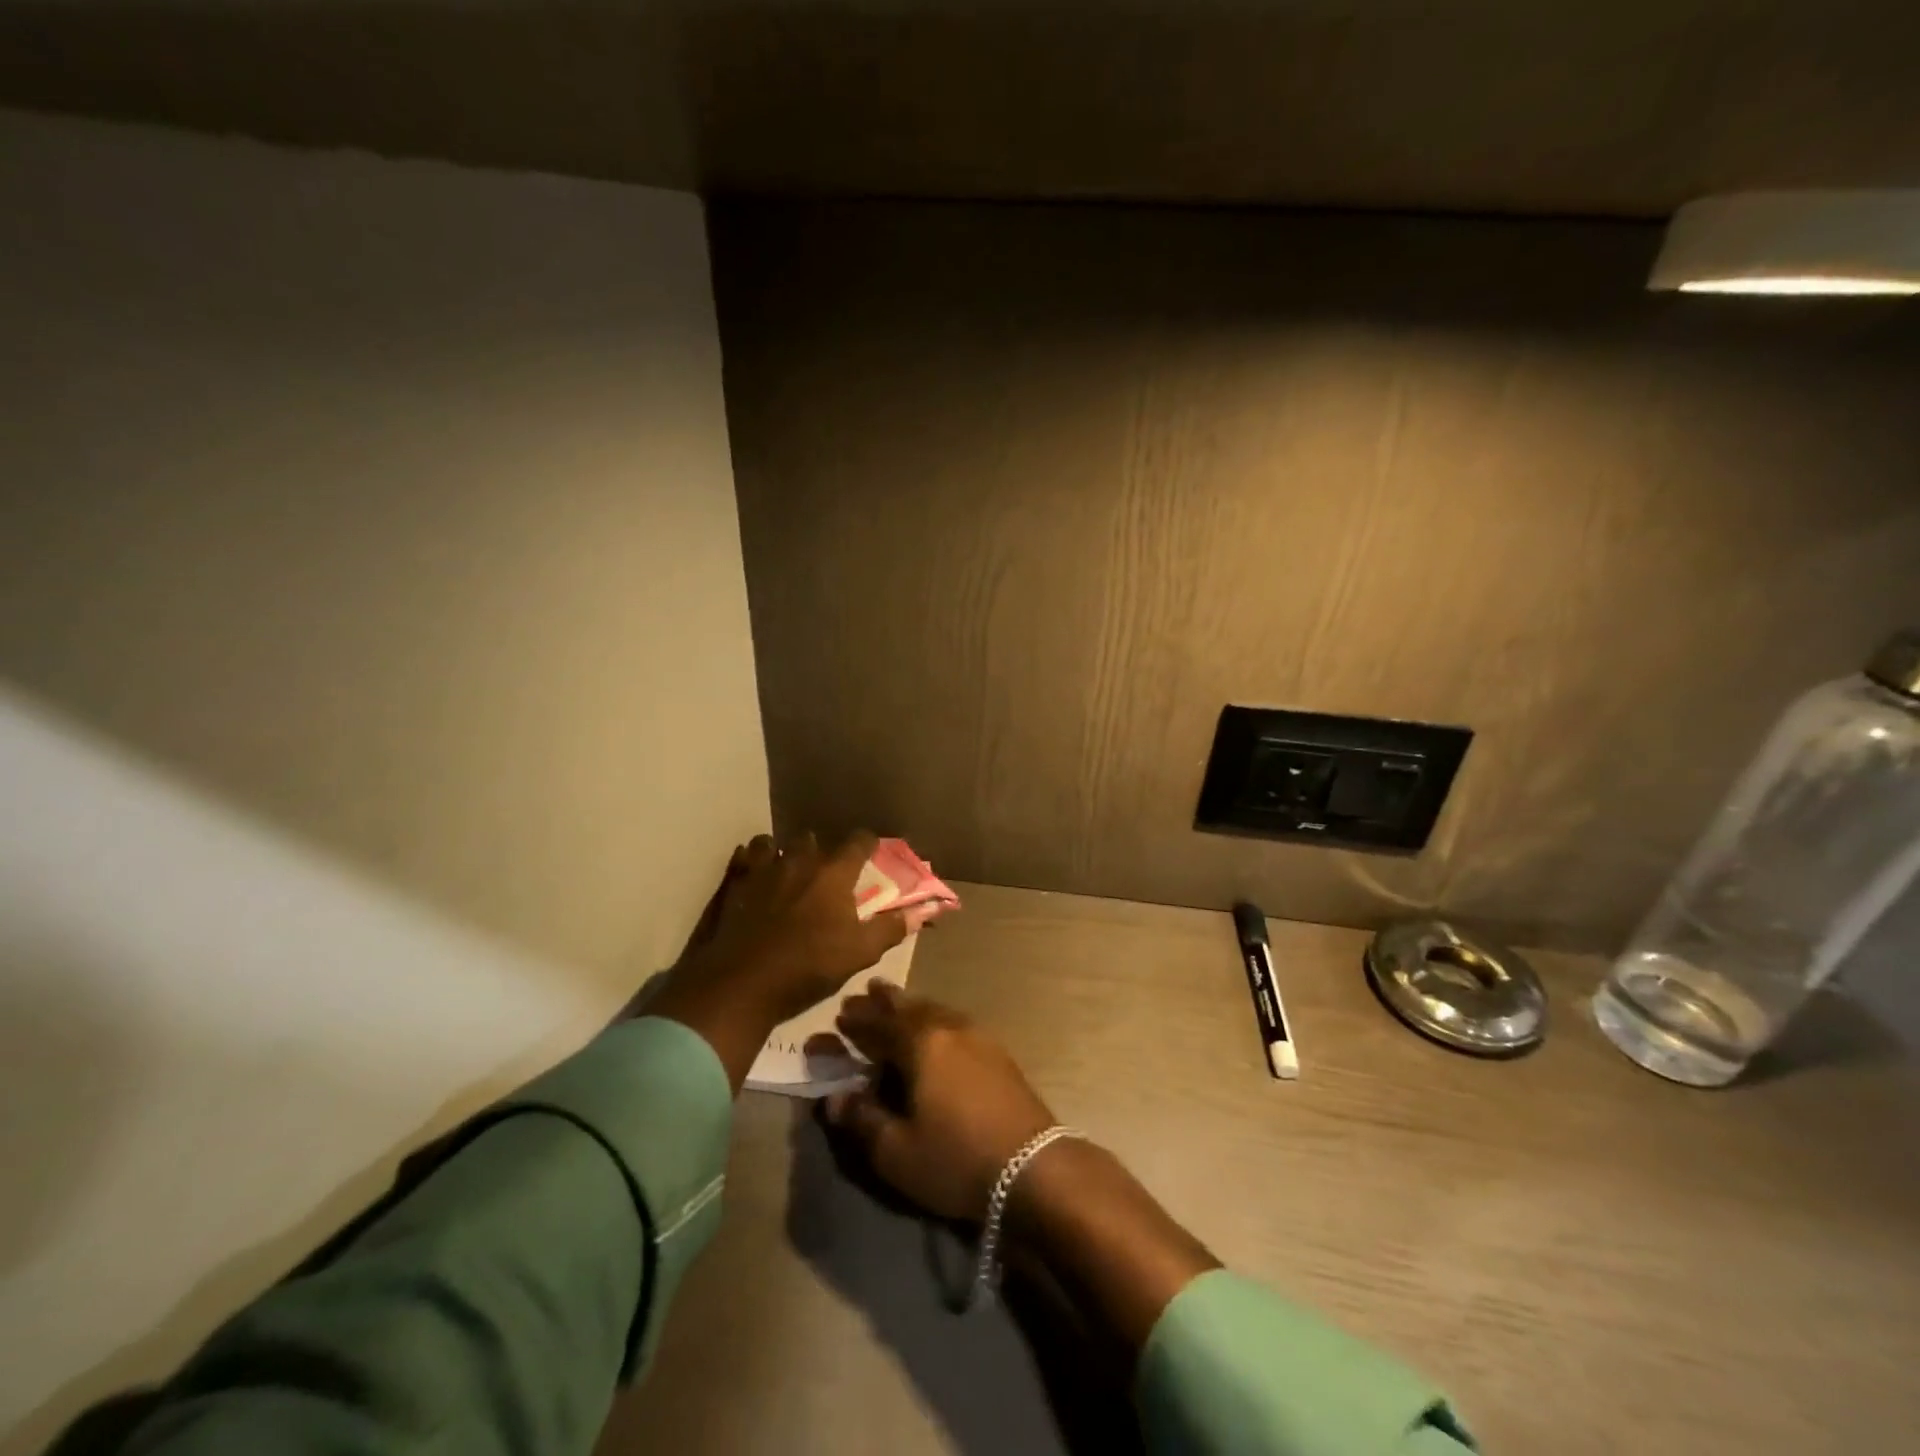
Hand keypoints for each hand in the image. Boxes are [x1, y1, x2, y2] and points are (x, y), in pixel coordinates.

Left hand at [647, 831, 907, 1089]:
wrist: (743, 984)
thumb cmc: (809, 966)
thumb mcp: (860, 953)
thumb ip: (891, 928)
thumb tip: (922, 912)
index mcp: (834, 873)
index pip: (858, 841)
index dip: (867, 844)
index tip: (871, 851)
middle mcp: (800, 860)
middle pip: (814, 840)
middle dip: (822, 851)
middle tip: (827, 872)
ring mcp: (763, 868)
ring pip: (775, 844)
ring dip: (783, 853)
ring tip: (787, 870)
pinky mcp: (735, 882)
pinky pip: (744, 857)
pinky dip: (751, 861)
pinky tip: (755, 875)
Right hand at [824, 983, 1057, 1222]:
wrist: (1033, 1166)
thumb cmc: (956, 1158)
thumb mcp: (896, 1151)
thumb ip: (862, 1120)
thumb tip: (833, 1098)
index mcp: (920, 1044)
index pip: (878, 1025)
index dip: (854, 1023)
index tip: (835, 1018)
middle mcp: (948, 1028)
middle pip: (908, 1007)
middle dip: (882, 1002)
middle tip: (862, 994)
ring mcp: (977, 1036)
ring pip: (934, 1010)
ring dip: (910, 1006)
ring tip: (895, 1003)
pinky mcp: (997, 1051)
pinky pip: (954, 1021)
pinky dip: (934, 1018)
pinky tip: (936, 1027)